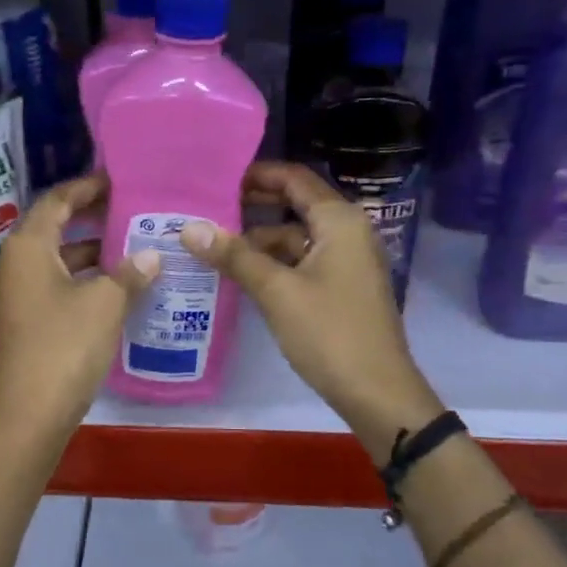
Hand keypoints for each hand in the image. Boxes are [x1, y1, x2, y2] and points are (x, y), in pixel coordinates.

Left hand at [0, 173, 159, 448]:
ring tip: (135, 249)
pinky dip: (85, 281)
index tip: (119, 181)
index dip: (87, 188)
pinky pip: (58, 287)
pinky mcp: (25, 323)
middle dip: (93, 220)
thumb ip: (129, 274)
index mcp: (27, 248)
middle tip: (133, 212)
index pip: (56, 201)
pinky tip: (118, 290)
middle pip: (55, 228)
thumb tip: (151, 256)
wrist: (27, 417)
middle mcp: (15, 264)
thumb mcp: (105, 304)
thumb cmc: (63, 347)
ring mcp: (17, 296)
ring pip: (59, 261)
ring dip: (93, 254)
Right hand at [179, 162, 441, 457]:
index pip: (295, 178)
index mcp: (339, 221)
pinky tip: (242, 274)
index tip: (217, 178)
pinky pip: (303, 261)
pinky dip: (275, 263)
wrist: (377, 392)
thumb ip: (235, 256)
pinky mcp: (342, 286)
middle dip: (253, 207)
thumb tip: (189, 228)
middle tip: (207, 210)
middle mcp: (347, 231)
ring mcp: (347, 261)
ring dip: (260, 240)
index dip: (257, 174)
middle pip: (296, 205)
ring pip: (297, 236)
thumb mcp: (277, 291)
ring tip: (214, 246)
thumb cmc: (329, 333)